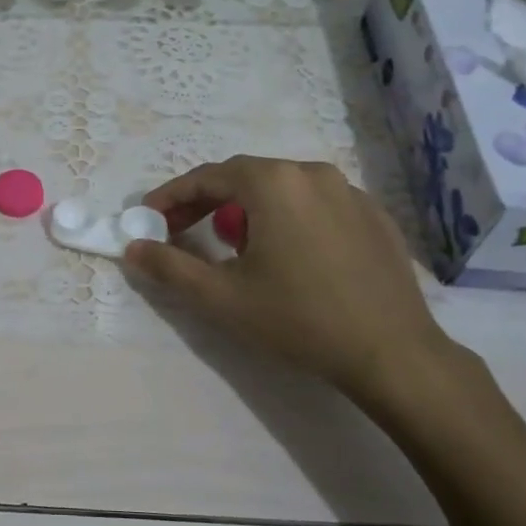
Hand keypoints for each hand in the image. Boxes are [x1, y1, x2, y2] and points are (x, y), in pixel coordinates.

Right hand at [124, 155, 466, 417]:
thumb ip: (169, 267)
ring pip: (282, 190)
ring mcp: (350, 192)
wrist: (392, 353)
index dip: (171, 196)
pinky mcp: (374, 216)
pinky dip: (289, 219)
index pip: (207, 177)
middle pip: (245, 178)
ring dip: (247, 210)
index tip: (148, 218)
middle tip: (181, 231)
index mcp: (274, 183)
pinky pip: (316, 205)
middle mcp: (312, 172)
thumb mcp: (221, 298)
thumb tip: (133, 248)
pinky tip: (288, 255)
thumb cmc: (298, 319)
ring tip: (235, 247)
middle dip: (206, 202)